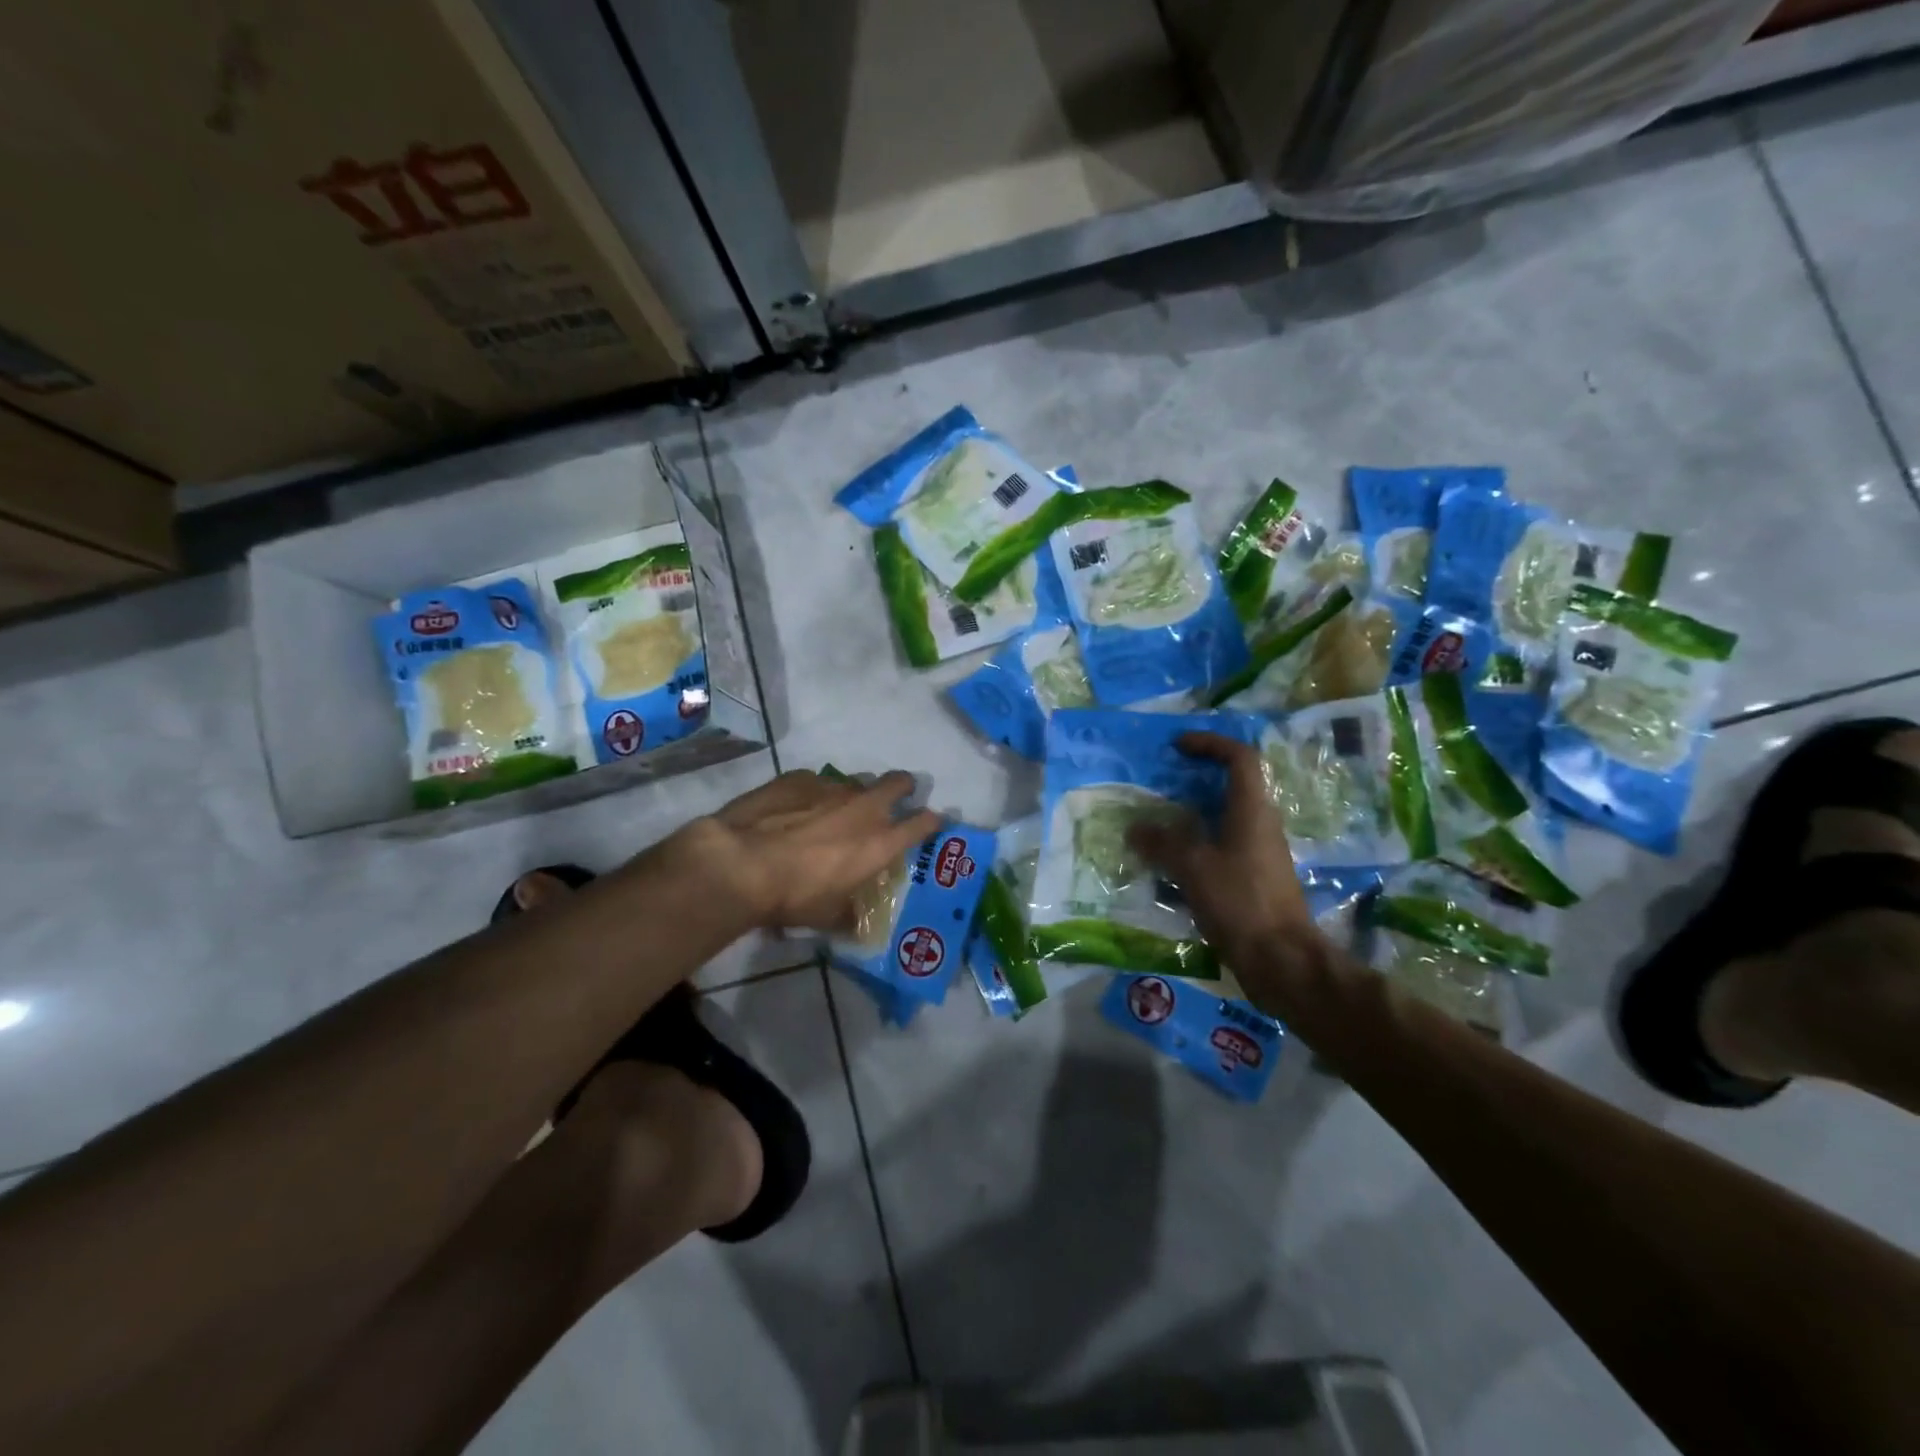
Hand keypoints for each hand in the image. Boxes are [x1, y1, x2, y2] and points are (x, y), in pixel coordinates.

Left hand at [675, 769, 943, 933]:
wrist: (741, 862)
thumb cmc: (794, 897)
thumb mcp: (827, 917)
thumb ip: (848, 917)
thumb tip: (855, 925)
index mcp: (880, 842)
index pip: (923, 823)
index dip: (932, 821)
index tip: (932, 822)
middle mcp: (864, 807)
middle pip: (899, 782)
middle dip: (903, 787)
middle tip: (895, 798)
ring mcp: (832, 787)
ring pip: (856, 782)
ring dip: (854, 794)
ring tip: (833, 813)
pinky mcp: (799, 777)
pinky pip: (817, 782)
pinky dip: (814, 794)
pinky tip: (795, 810)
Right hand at [1127, 732, 1330, 1008]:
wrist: (1282, 960)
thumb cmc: (1240, 902)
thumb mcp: (1193, 867)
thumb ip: (1162, 842)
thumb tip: (1134, 827)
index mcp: (1252, 810)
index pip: (1240, 757)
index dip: (1211, 743)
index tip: (1178, 746)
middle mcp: (1260, 824)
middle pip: (1232, 786)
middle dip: (1196, 778)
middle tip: (1161, 782)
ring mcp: (1260, 853)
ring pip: (1225, 818)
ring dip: (1193, 814)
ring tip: (1156, 821)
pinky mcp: (1254, 879)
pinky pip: (1222, 846)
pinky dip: (1197, 844)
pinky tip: (1171, 862)